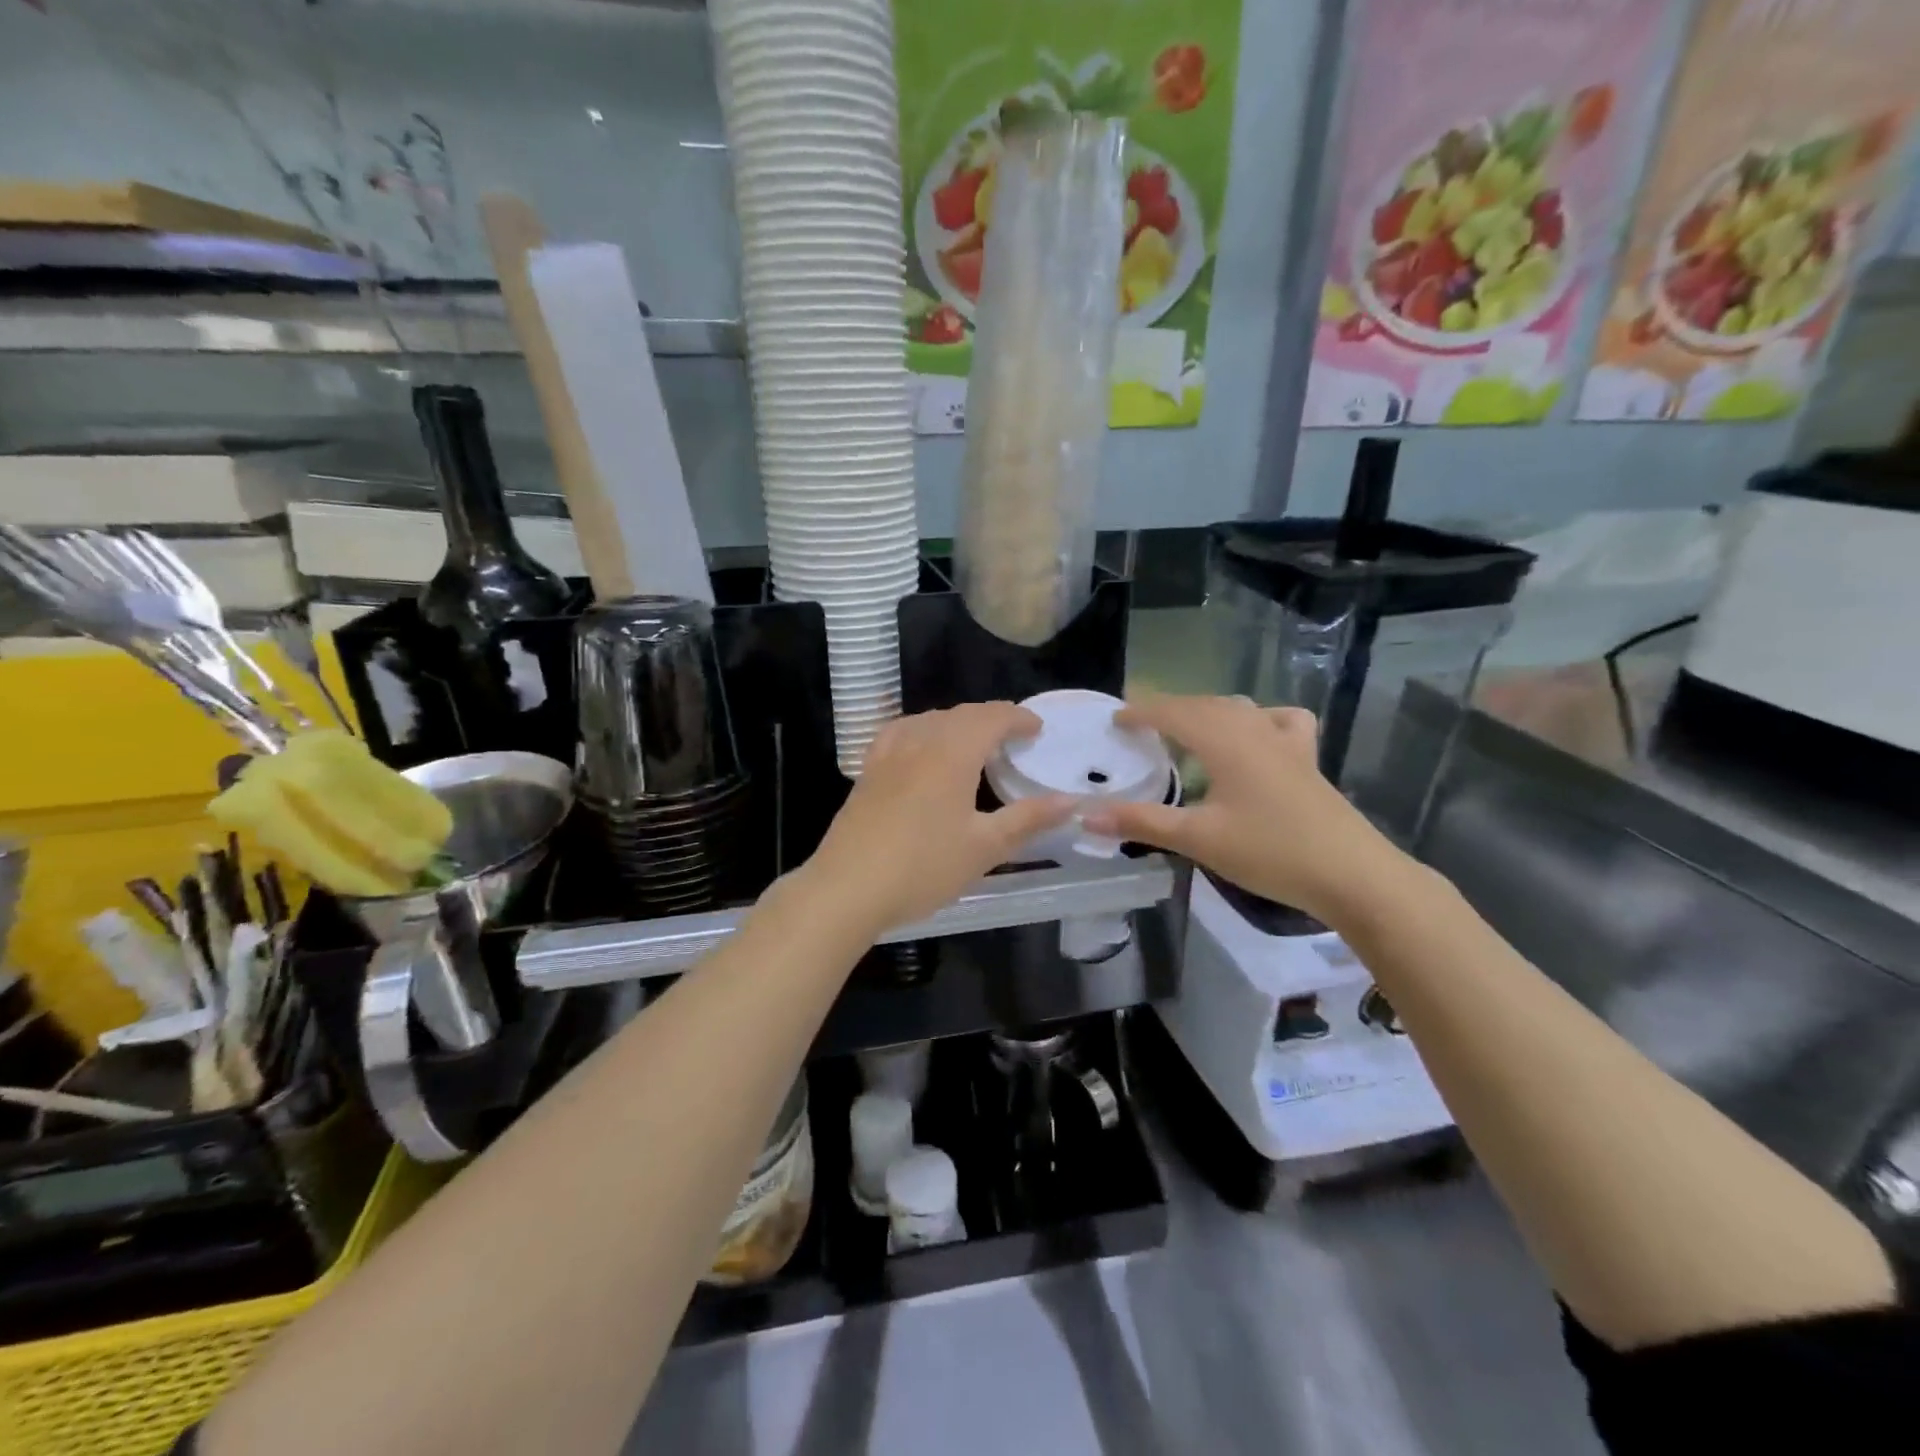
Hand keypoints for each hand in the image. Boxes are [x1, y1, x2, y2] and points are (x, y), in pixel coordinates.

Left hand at [797, 703, 1073, 935]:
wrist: (847, 888)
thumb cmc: (923, 867)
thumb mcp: (984, 847)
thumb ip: (1028, 819)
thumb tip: (1071, 802)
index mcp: (952, 752)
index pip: (991, 717)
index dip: (1018, 717)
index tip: (1037, 729)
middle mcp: (919, 740)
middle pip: (960, 714)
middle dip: (991, 718)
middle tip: (1013, 737)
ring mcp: (887, 753)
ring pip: (929, 720)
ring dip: (957, 723)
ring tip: (974, 743)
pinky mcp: (867, 771)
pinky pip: (901, 733)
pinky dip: (923, 731)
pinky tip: (921, 749)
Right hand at [1080, 694, 1404, 925]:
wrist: (1352, 874)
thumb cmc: (1270, 852)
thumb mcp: (1198, 838)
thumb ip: (1141, 822)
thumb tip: (1086, 815)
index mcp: (1224, 740)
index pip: (1172, 713)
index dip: (1141, 712)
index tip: (1115, 720)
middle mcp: (1254, 729)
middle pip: (1203, 706)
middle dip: (1168, 710)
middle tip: (1139, 727)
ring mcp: (1286, 741)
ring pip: (1238, 709)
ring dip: (1205, 712)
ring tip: (1185, 731)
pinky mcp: (1307, 759)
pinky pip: (1279, 721)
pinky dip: (1257, 719)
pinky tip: (1254, 736)